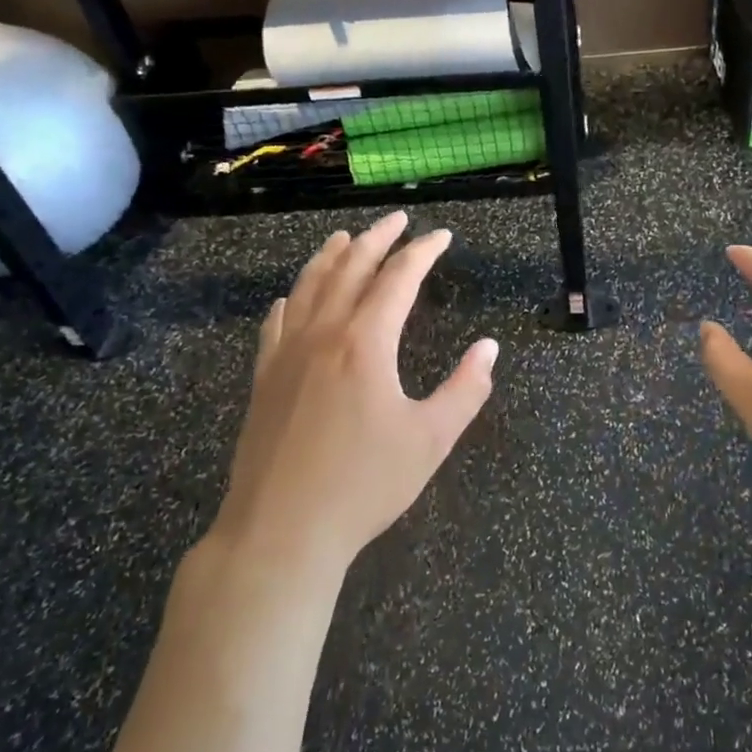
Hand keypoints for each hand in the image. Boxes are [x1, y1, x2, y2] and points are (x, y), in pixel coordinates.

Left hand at [209, 211, 497, 575]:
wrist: (280, 531)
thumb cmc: (364, 485)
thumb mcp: (431, 440)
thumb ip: (465, 389)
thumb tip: (489, 348)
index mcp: (366, 342)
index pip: (399, 278)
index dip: (423, 252)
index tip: (441, 236)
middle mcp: (323, 334)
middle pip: (350, 268)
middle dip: (377, 239)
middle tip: (397, 220)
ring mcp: (286, 354)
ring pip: (309, 286)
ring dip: (331, 256)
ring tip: (346, 238)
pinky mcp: (263, 378)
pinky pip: (276, 322)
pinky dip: (292, 298)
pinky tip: (292, 296)